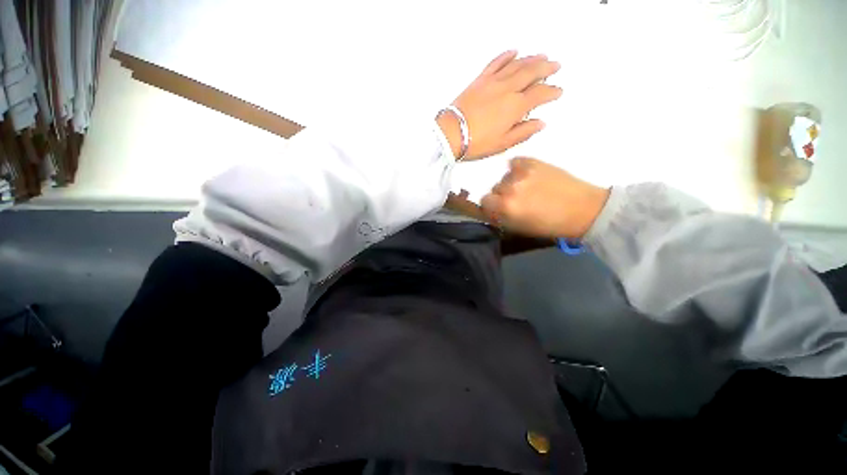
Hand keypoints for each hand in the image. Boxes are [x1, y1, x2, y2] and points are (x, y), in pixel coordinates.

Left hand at [437, 51, 562, 160]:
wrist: (451, 134)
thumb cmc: (476, 143)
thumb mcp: (503, 143)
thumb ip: (523, 132)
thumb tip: (540, 123)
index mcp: (516, 106)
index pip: (540, 93)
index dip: (552, 92)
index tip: (558, 92)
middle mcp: (508, 89)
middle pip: (532, 72)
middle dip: (546, 68)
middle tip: (556, 65)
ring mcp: (493, 81)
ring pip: (517, 64)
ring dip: (532, 58)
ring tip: (542, 56)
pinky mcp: (480, 80)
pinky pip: (496, 62)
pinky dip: (506, 55)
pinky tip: (514, 51)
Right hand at [481, 158, 609, 238]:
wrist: (582, 209)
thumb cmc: (550, 225)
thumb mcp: (520, 227)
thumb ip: (500, 217)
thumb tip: (490, 210)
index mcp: (506, 206)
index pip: (484, 200)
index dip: (491, 205)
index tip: (499, 208)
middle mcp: (510, 188)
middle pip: (494, 188)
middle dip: (501, 194)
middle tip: (516, 199)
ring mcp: (522, 172)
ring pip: (505, 176)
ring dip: (511, 182)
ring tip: (527, 187)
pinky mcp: (533, 161)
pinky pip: (515, 163)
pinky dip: (518, 169)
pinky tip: (528, 175)